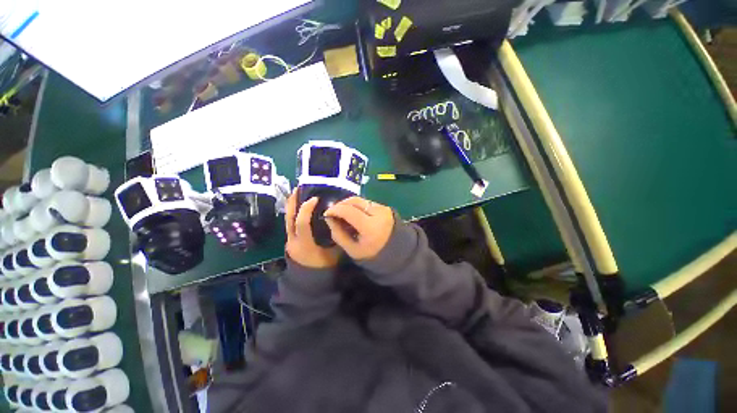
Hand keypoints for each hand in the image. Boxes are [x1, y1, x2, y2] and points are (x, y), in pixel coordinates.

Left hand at [285, 193, 339, 268]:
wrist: (310, 281)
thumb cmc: (324, 267)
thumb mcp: (333, 252)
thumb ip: (334, 236)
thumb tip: (336, 219)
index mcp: (305, 245)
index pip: (302, 223)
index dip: (306, 209)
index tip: (314, 198)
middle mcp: (293, 241)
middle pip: (289, 219)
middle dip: (293, 203)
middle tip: (298, 189)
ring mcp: (289, 241)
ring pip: (287, 220)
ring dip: (291, 206)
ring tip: (296, 194)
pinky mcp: (290, 241)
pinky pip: (290, 224)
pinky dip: (293, 213)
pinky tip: (298, 207)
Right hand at [324, 197, 393, 260]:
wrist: (396, 252)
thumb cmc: (373, 254)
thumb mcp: (352, 249)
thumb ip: (338, 234)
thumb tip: (329, 219)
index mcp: (371, 227)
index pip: (349, 211)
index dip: (335, 209)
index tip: (326, 213)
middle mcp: (378, 213)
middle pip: (355, 201)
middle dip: (341, 204)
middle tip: (333, 211)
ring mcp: (383, 209)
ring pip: (361, 200)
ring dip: (349, 204)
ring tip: (342, 213)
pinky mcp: (385, 207)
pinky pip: (367, 202)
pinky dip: (358, 206)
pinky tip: (354, 214)